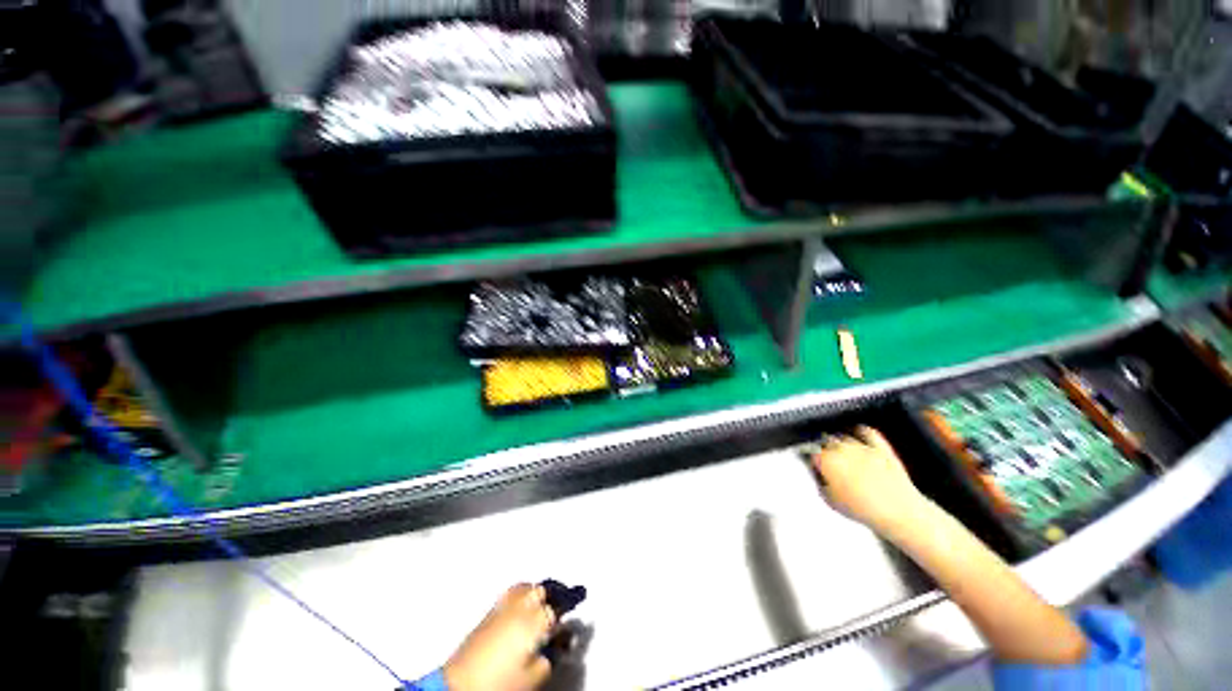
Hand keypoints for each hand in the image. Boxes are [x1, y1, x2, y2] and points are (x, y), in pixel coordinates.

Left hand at [444, 584, 554, 690]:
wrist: (459, 685)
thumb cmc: (496, 683)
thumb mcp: (533, 676)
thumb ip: (548, 658)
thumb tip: (550, 651)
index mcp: (534, 619)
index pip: (556, 609)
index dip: (562, 618)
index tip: (565, 626)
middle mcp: (519, 606)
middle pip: (540, 591)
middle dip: (549, 598)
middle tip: (555, 610)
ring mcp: (502, 607)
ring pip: (524, 588)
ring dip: (532, 593)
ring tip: (537, 605)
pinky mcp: (487, 613)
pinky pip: (509, 596)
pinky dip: (517, 598)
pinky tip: (518, 612)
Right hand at [809, 426, 926, 532]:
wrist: (898, 511)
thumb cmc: (862, 509)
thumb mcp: (830, 501)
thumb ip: (820, 484)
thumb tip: (819, 476)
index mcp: (826, 460)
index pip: (812, 453)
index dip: (813, 461)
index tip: (815, 468)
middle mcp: (841, 449)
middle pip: (825, 441)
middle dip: (824, 450)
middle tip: (828, 462)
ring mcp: (862, 446)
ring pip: (843, 436)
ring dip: (839, 442)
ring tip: (840, 451)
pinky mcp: (880, 448)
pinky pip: (866, 432)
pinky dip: (859, 431)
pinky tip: (856, 432)